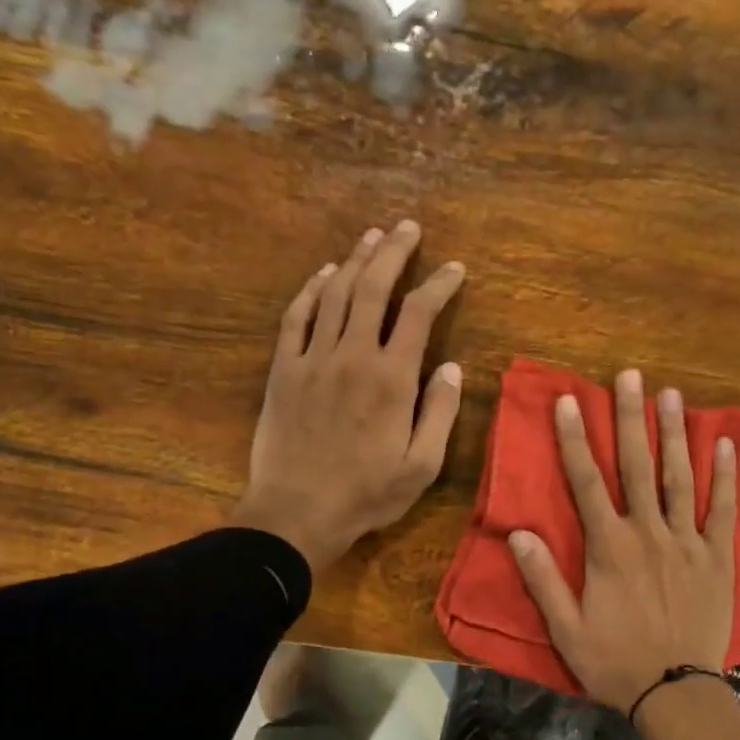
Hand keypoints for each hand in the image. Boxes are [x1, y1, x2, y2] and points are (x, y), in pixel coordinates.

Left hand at [231, 220, 464, 573]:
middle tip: (408, 227)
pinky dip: (311, 290)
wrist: (296, 513)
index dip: (438, 286)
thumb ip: (438, 413)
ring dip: (355, 261)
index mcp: (390, 379)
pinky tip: (323, 274)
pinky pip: (296, 318)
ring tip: (372, 237)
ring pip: (334, 295)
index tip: (455, 269)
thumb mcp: (420, 466)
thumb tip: (450, 367)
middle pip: (373, 289)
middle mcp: (352, 357)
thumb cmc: (366, 494)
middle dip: (394, 253)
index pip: (418, 314)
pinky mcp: (284, 371)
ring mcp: (313, 360)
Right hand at [507, 368, 736, 714]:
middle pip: (637, 466)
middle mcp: (649, 533)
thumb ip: (543, 578)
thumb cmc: (615, 662)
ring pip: (680, 478)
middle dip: (631, 419)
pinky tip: (722, 445)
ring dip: (675, 434)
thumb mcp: (566, 628)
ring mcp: (687, 542)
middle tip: (629, 376)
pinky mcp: (717, 558)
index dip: (576, 440)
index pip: (587, 483)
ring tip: (672, 394)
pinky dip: (723, 477)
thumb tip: (518, 533)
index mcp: (610, 548)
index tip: (571, 401)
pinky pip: (722, 511)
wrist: (675, 692)